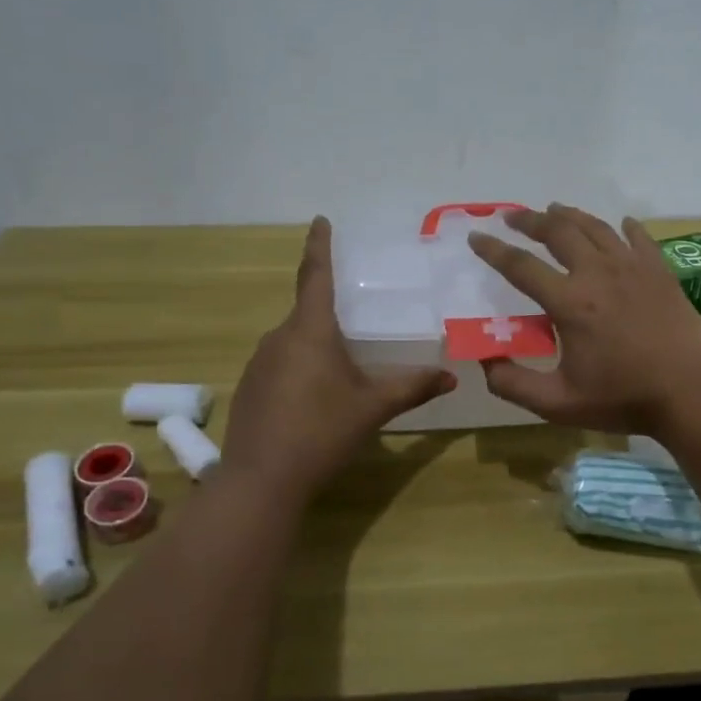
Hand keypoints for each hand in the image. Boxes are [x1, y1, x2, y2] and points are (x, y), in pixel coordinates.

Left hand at [223, 217, 455, 502]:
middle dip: (329, 309)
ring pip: (293, 340)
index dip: (319, 245)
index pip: (314, 275)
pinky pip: (280, 363)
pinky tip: (314, 397)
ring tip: (341, 366)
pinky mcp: (249, 387)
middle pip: (307, 312)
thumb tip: (452, 377)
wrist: (260, 480)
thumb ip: (412, 387)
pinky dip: (299, 367)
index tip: (320, 220)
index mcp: (310, 330)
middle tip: (358, 316)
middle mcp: (279, 337)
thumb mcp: (373, 407)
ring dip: (316, 344)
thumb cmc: (321, 432)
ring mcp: (258, 363)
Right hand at [467, 205, 700, 433]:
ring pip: (595, 227)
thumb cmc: (623, 398)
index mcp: (569, 302)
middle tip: (512, 216)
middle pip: (558, 232)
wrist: (691, 392)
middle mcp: (597, 273)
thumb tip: (484, 360)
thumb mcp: (557, 403)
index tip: (476, 237)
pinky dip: (624, 227)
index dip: (494, 250)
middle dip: (530, 220)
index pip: (521, 266)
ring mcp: (633, 267)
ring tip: (554, 210)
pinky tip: (620, 223)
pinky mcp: (660, 271)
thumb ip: (513, 384)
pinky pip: (638, 238)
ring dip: (570, 216)